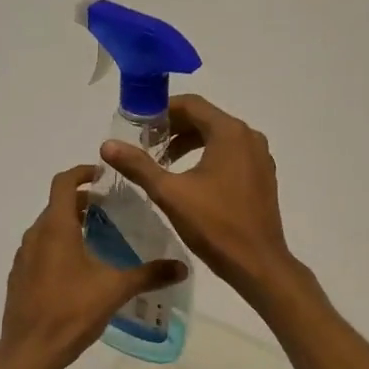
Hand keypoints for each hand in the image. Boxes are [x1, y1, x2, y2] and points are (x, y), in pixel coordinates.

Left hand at [0, 165, 186, 368]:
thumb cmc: (71, 312)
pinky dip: (58, 245)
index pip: (64, 182)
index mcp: (55, 227)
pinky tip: (79, 269)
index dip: (82, 172)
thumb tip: (182, 266)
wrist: (29, 351)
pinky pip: (40, 248)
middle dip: (83, 202)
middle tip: (112, 211)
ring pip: (48, 227)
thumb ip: (149, 274)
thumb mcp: (115, 290)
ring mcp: (24, 256)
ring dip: (71, 224)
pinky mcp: (19, 276)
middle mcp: (35, 234)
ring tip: (99, 238)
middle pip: (57, 204)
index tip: (103, 175)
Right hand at [99, 95, 302, 306]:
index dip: (161, 110)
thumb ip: (138, 165)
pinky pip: (230, 152)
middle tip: (145, 144)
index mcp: (229, 133)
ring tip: (162, 161)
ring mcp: (259, 156)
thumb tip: (107, 145)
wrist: (258, 265)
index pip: (191, 104)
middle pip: (205, 118)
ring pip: (218, 136)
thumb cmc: (214, 225)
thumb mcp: (169, 193)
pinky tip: (189, 178)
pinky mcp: (262, 175)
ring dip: (189, 142)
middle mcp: (248, 136)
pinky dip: (207, 155)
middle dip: (173, 127)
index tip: (138, 126)